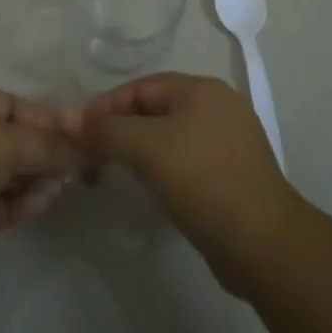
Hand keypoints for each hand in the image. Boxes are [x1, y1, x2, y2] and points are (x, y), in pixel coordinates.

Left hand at [0, 86, 80, 287]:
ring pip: (2, 174)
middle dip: (40, 154)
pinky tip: (38, 207)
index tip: (74, 140)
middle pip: (8, 139)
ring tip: (56, 192)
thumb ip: (46, 145)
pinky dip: (15, 204)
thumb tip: (80, 150)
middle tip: (71, 172)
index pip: (10, 104)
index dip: (43, 120)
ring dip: (31, 181)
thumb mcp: (4, 142)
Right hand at [67, 72, 301, 294]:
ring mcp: (229, 141)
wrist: (264, 244)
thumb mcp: (147, 148)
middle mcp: (218, 106)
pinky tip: (149, 188)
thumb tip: (67, 118)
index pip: (140, 87)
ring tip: (110, 171)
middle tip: (89, 153)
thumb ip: (106, 129)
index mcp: (201, 89)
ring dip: (139, 150)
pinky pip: (186, 160)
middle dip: (119, 128)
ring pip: (170, 136)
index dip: (105, 106)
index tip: (76, 131)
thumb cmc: (203, 181)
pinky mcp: (234, 174)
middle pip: (155, 109)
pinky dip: (162, 168)